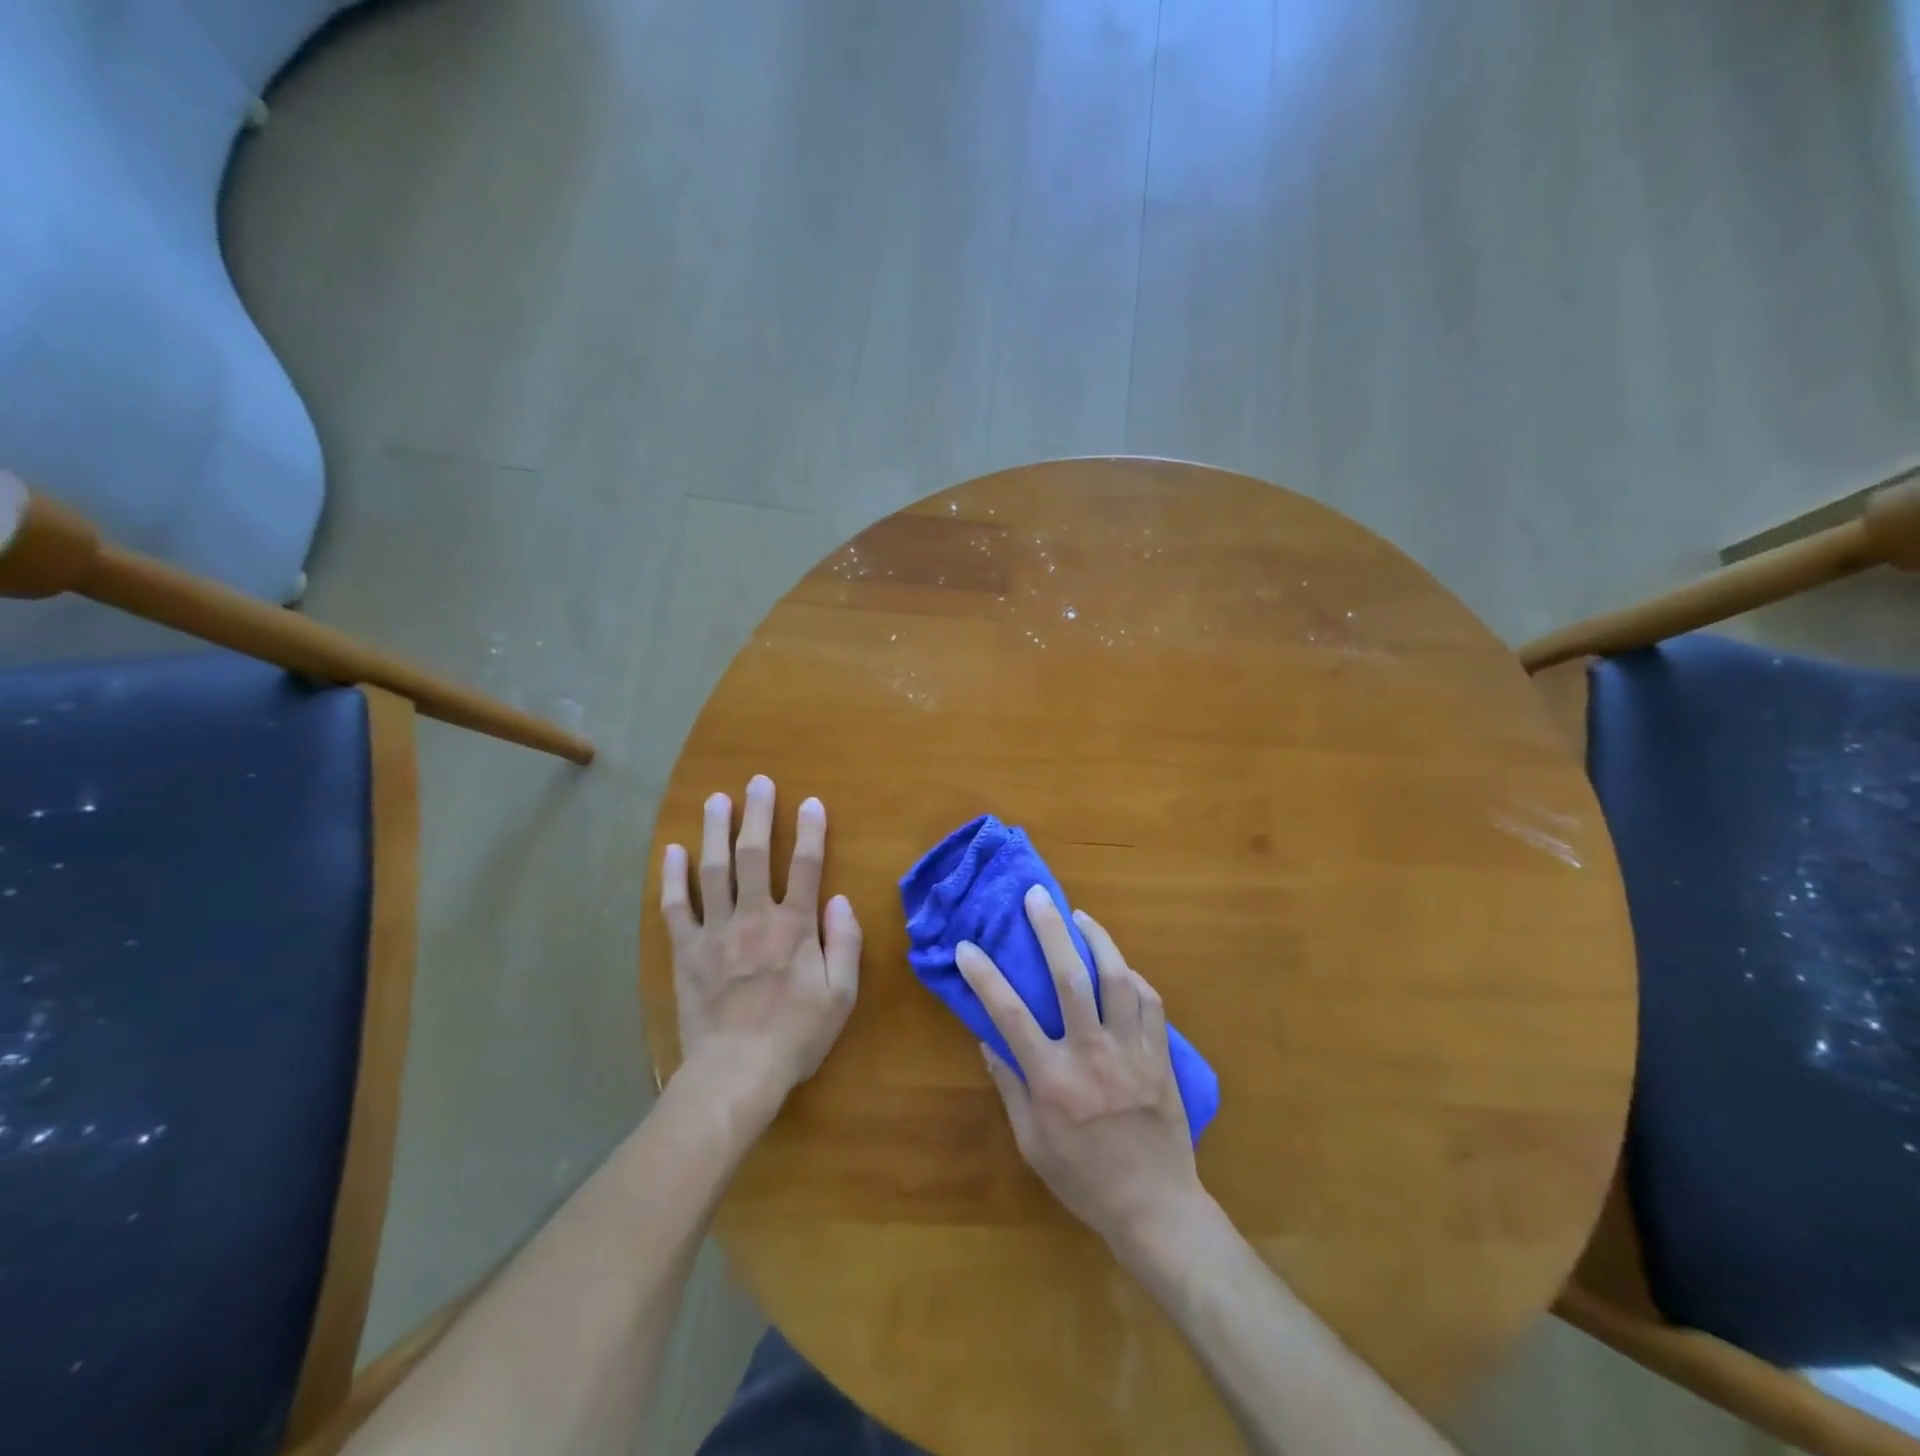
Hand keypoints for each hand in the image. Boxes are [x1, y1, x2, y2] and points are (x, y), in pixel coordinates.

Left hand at [660, 775, 860, 1115]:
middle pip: (754, 854)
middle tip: (758, 782)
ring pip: (714, 869)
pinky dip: (673, 877)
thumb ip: (844, 942)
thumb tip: (840, 900)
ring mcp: (715, 931)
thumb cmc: (796, 1035)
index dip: (810, 831)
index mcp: (794, 926)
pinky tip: (673, 850)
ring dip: (716, 830)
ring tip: (717, 799)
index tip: (810, 802)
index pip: (805, 866)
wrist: (736, 1072)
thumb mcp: (840, 994)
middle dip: (758, 815)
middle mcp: (754, 917)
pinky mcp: (686, 951)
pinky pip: (676, 906)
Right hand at [957, 886, 1204, 1251]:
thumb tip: (989, 1040)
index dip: (984, 976)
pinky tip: (1120, 966)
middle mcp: (1090, 1054)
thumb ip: (1010, 1087)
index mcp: (1052, 1079)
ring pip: (1117, 979)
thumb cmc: (1083, 1179)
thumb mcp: (1032, 1142)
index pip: (1009, 1014)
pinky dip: (1133, 977)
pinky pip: (1150, 1002)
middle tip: (1038, 896)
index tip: (967, 946)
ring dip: (1097, 940)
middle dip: (1050, 930)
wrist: (1154, 1207)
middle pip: (1069, 977)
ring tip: (1081, 917)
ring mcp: (1130, 1051)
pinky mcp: (1159, 1056)